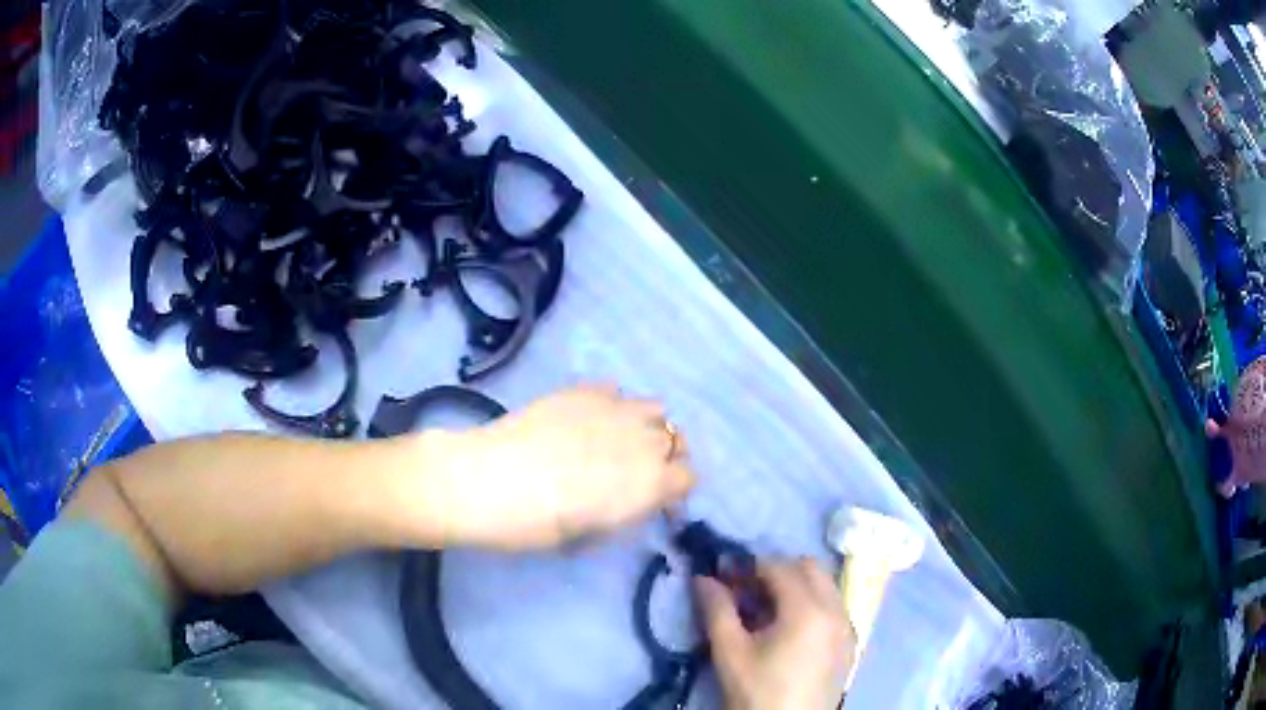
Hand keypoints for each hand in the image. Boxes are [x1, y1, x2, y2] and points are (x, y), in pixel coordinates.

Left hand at [434, 384, 695, 548]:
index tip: (653, 502)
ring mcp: (614, 408)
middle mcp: (643, 441)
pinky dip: (611, 407)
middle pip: (676, 441)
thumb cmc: (536, 525)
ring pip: (654, 409)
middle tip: (633, 473)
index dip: (673, 491)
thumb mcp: (591, 535)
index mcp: (650, 482)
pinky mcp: (584, 390)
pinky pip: (615, 393)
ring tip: (616, 440)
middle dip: (663, 458)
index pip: (689, 478)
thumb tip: (632, 503)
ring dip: (644, 426)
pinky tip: (585, 421)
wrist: (484, 481)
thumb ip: (625, 513)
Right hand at [696, 559, 855, 709]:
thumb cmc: (756, 692)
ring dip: (796, 586)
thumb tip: (702, 578)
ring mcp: (847, 627)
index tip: (724, 575)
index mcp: (808, 610)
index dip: (748, 565)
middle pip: (810, 567)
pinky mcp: (850, 644)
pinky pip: (833, 607)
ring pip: (825, 586)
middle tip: (746, 590)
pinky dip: (812, 604)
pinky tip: (787, 630)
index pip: (779, 567)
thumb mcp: (729, 652)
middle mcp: (836, 610)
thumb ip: (717, 609)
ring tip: (765, 611)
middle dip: (776, 570)